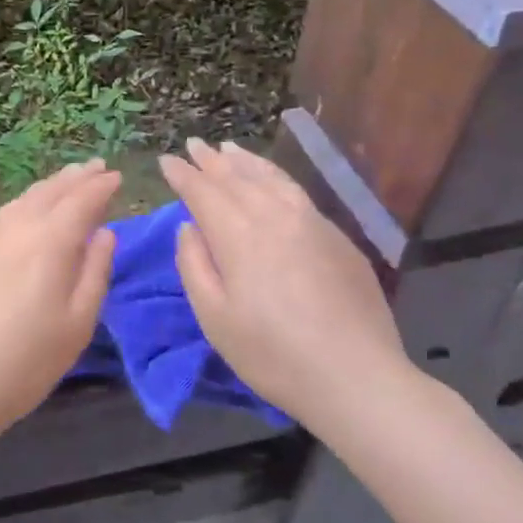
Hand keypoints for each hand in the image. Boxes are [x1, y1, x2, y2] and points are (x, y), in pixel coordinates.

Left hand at [0, 160, 120, 442]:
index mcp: (50, 241)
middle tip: (95, 166)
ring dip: (49, 186)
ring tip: (65, 180)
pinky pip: (3, 214)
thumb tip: (104, 233)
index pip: (81, 201)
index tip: (116, 176)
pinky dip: (24, 203)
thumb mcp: (77, 324)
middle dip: (76, 177)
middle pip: (50, 192)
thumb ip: (95, 272)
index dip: (101, 187)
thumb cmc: (26, 361)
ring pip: (23, 199)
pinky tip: (26, 210)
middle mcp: (16, 227)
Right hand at [159, 138, 411, 415]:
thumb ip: (194, 265)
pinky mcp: (338, 237)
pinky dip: (275, 176)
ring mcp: (312, 222)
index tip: (166, 160)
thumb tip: (189, 227)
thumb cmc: (272, 354)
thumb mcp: (214, 318)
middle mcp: (275, 216)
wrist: (356, 377)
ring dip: (245, 162)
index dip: (183, 175)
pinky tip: (271, 180)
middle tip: (193, 145)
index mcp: (239, 235)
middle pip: (237, 178)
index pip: (204, 192)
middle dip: (211, 161)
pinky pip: (297, 192)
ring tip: (228, 149)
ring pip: (272, 178)